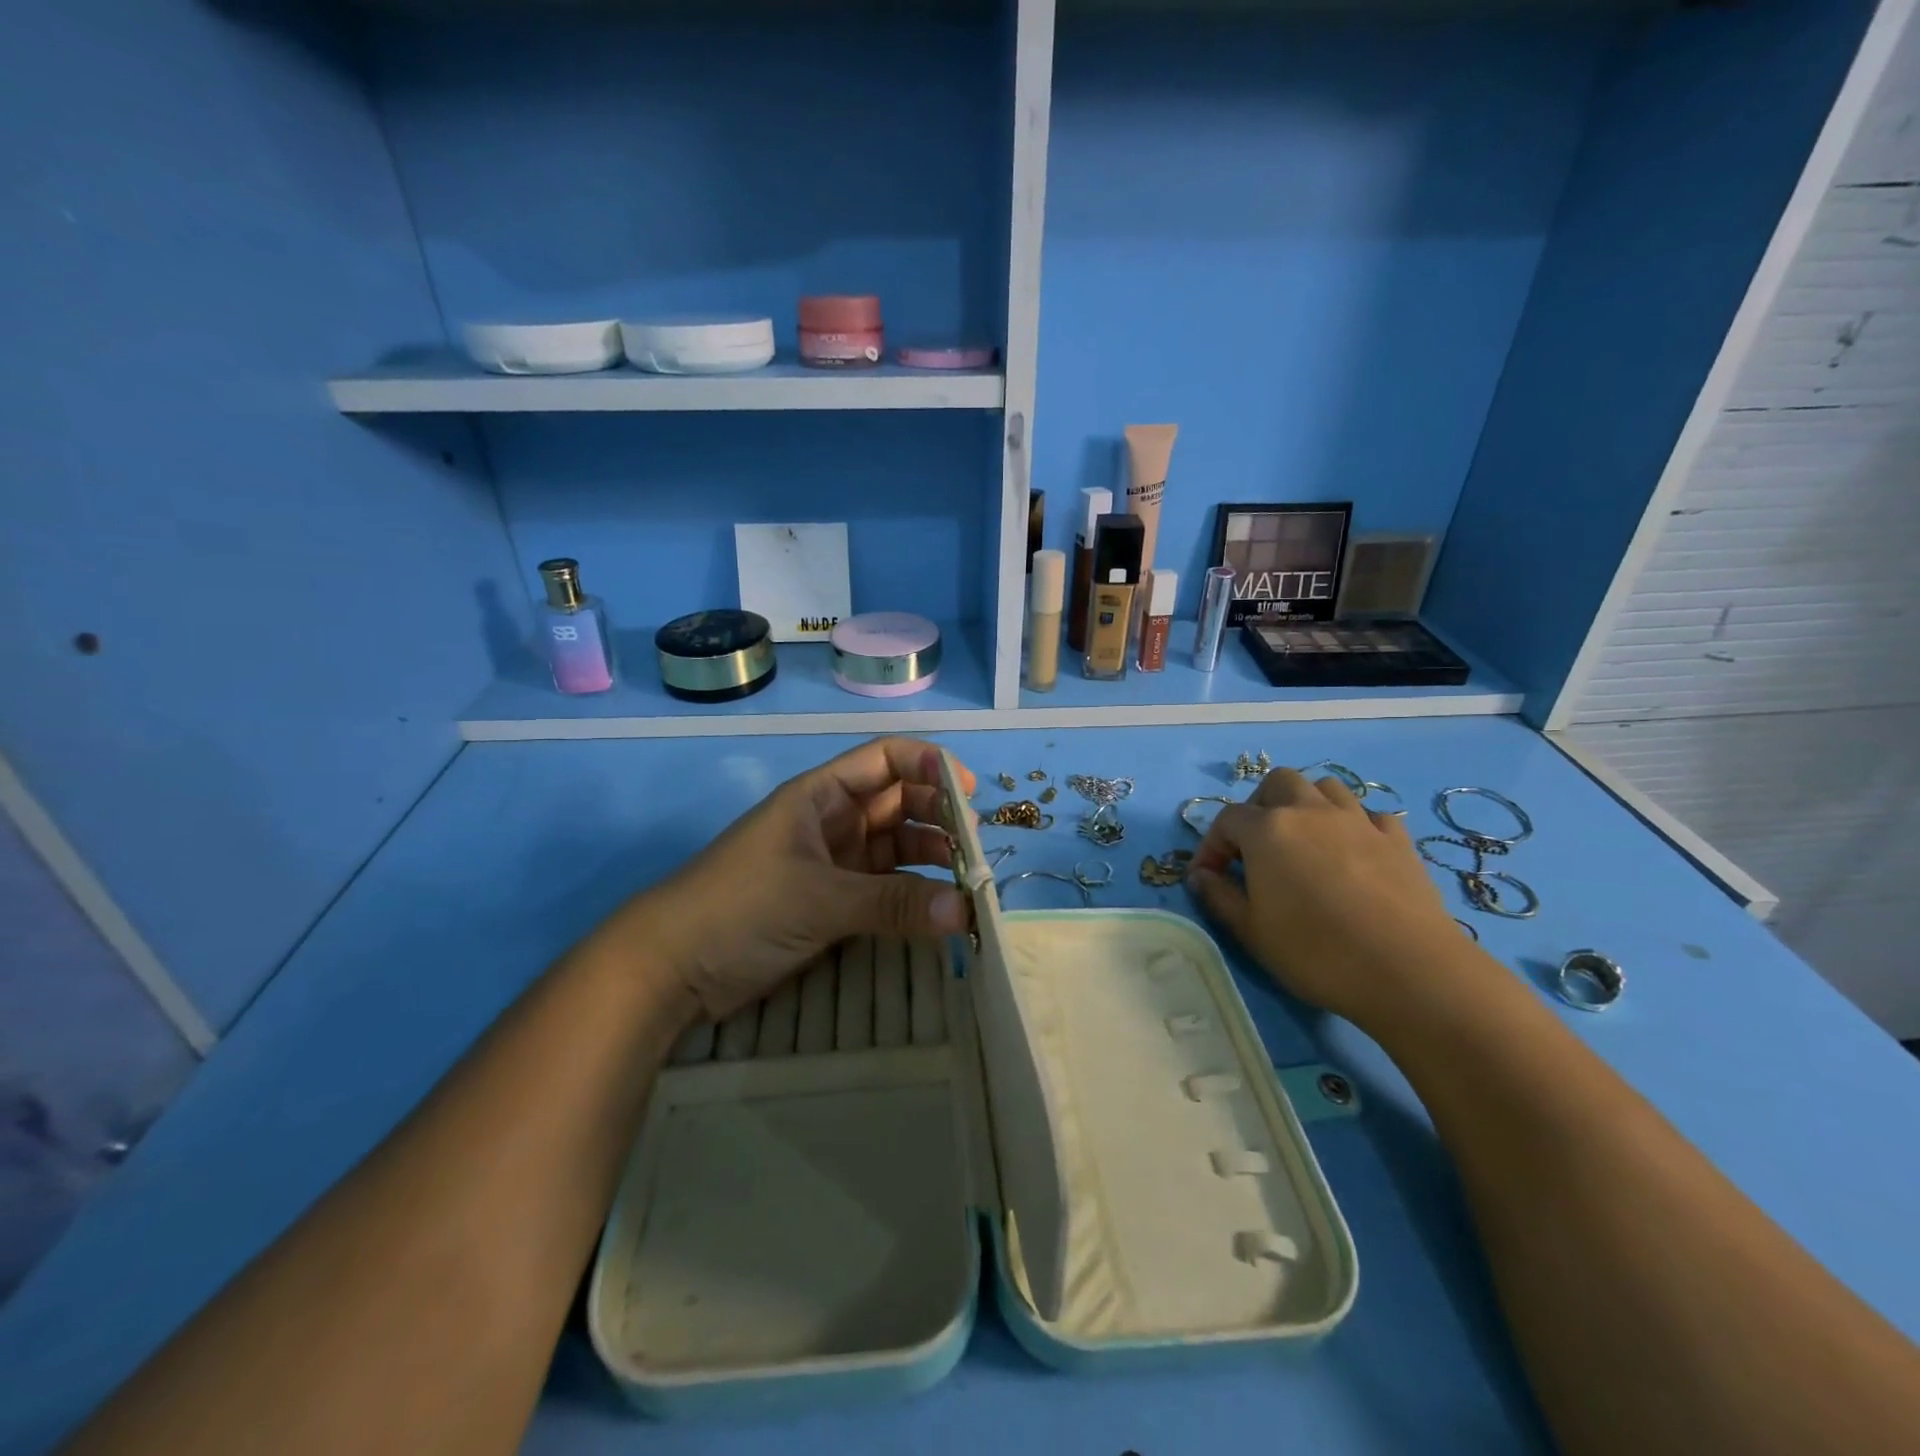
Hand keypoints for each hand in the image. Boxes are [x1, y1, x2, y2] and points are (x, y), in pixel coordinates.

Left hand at [597, 737, 973, 1020]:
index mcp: (821, 794)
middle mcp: (832, 820)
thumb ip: (895, 903)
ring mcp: (833, 862)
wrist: (670, 967)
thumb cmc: (739, 907)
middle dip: (940, 817)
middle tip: (976, 850)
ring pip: (896, 846)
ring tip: (968, 883)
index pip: (887, 759)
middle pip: (900, 802)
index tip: (970, 793)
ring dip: (932, 859)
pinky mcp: (831, 902)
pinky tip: (940, 911)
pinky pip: (884, 887)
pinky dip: (912, 895)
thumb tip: (969, 913)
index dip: (930, 766)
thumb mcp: (820, 898)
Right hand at [1185, 768, 1496, 1028]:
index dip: (1212, 846)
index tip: (1210, 877)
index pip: (1227, 820)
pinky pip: (1368, 815)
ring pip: (1325, 788)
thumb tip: (1200, 876)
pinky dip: (1353, 825)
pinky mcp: (1398, 840)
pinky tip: (1352, 853)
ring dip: (1307, 805)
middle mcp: (1310, 811)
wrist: (1409, 971)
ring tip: (1303, 841)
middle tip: (1256, 846)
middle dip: (1260, 807)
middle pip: (1278, 783)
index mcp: (1268, 829)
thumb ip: (1219, 897)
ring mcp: (1358, 821)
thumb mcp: (1251, 931)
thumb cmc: (1316, 951)